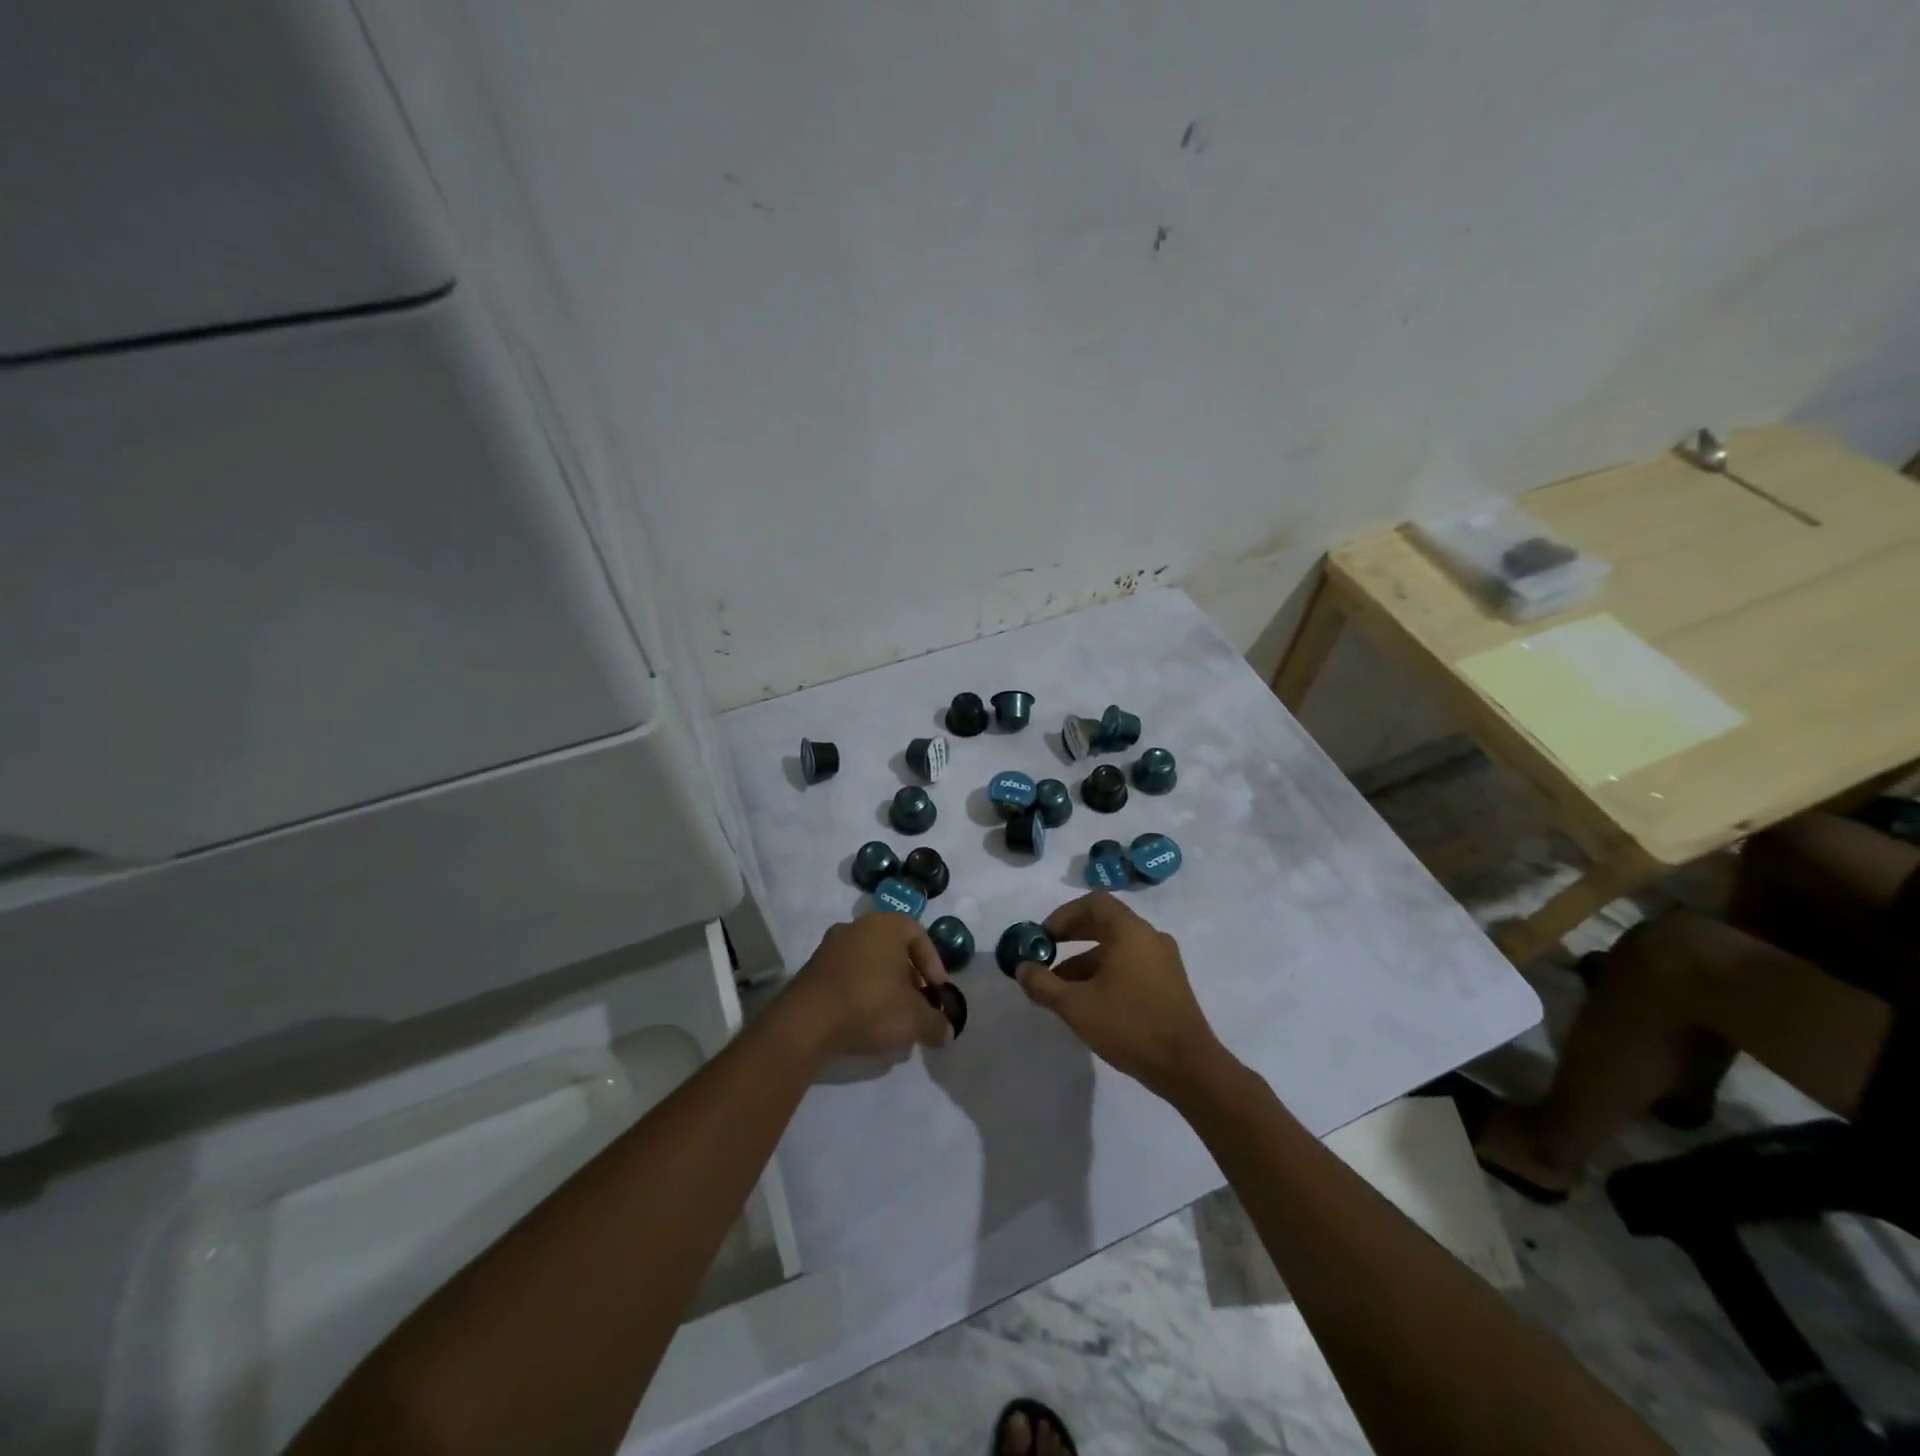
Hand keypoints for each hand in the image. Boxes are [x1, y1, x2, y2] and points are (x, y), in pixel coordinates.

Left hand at [776, 912, 952, 1061]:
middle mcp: (857, 926)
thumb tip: (946, 1031)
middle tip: (916, 1008)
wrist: (806, 1022)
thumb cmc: (870, 1005)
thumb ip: (937, 1023)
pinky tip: (865, 1025)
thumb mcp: (915, 1019)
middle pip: (893, 951)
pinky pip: (848, 978)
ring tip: (892, 1024)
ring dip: (885, 991)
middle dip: (909, 981)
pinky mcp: (813, 969)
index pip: (919, 936)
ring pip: (870, 965)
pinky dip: (861, 996)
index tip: (937, 993)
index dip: (933, 966)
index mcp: (885, 925)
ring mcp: (831, 946)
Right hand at [1015, 893, 1227, 1100]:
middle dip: (1071, 937)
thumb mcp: (1075, 1005)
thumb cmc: (1129, 1026)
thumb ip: (1043, 983)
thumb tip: (1022, 968)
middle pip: (1105, 922)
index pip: (1093, 902)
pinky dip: (1106, 973)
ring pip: (1117, 948)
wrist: (1188, 1067)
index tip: (1044, 937)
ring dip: (1085, 961)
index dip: (1064, 915)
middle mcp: (1149, 936)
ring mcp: (1163, 960)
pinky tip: (1090, 1002)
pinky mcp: (1169, 983)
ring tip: (1060, 989)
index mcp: (1130, 931)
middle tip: (1046, 955)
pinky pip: (1131, 964)